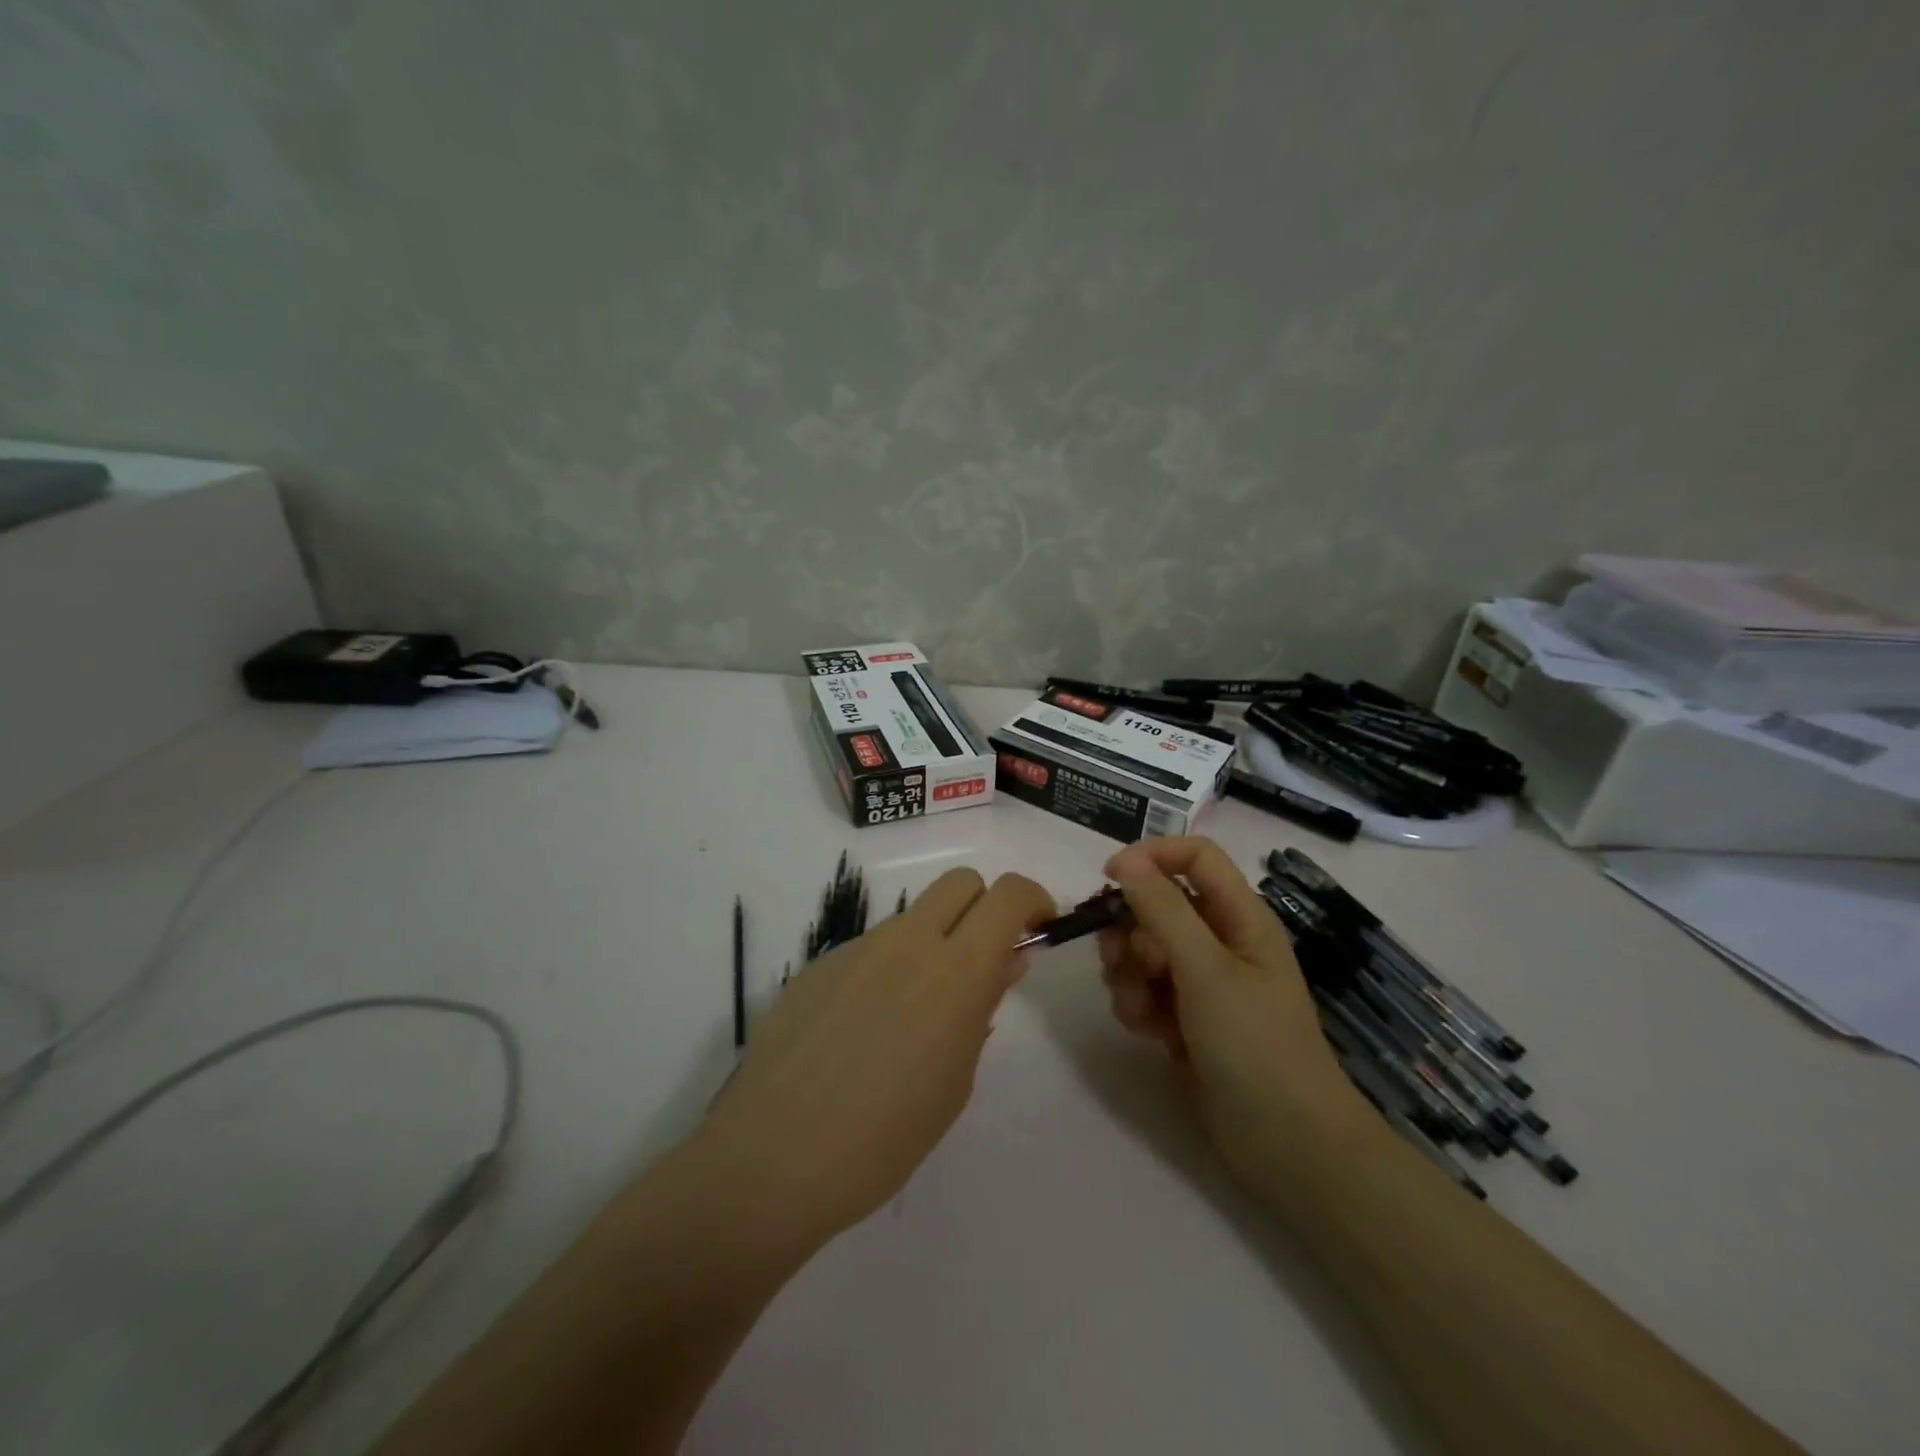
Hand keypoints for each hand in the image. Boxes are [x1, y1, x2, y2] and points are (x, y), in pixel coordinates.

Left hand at [696, 868, 1053, 1248]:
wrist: (772, 1159)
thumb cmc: (883, 1138)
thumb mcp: (954, 1080)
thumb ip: (982, 1007)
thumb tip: (1004, 961)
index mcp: (954, 971)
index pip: (1008, 895)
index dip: (1034, 900)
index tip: (1038, 929)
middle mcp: (907, 942)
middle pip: (960, 882)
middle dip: (984, 907)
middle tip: (982, 961)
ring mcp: (857, 948)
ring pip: (912, 918)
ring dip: (932, 943)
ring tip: (913, 1018)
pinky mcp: (818, 964)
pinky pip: (870, 949)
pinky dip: (887, 969)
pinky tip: (863, 1031)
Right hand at [1099, 837, 1367, 1187]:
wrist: (1287, 1144)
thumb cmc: (1255, 1045)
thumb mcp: (1206, 970)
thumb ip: (1163, 911)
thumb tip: (1127, 861)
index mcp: (1239, 916)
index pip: (1194, 856)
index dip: (1152, 857)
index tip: (1110, 881)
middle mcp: (1219, 940)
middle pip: (1158, 904)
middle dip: (1130, 929)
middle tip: (1121, 959)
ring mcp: (1202, 981)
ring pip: (1142, 948)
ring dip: (1128, 972)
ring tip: (1140, 1006)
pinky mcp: (1185, 1018)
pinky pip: (1144, 989)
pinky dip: (1137, 1004)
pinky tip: (1147, 1031)